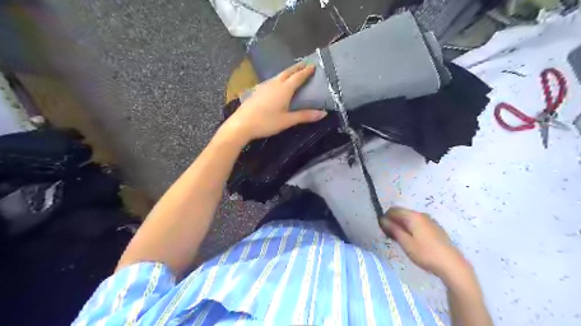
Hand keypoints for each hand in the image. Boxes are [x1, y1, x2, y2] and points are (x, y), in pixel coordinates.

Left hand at [220, 61, 325, 140]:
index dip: (306, 71)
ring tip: (293, 72)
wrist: (242, 124)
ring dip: (288, 72)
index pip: (298, 77)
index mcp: (284, 89)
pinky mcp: (257, 91)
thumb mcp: (287, 121)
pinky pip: (271, 80)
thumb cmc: (266, 122)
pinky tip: (277, 84)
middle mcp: (275, 84)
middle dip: (297, 68)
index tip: (314, 65)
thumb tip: (324, 113)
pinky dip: (279, 78)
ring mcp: (264, 86)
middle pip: (288, 72)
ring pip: (279, 75)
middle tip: (305, 64)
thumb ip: (305, 115)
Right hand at [380, 208, 468, 280]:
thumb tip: (382, 219)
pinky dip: (411, 228)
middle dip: (393, 222)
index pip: (393, 210)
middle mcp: (421, 214)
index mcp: (413, 216)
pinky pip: (418, 223)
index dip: (385, 218)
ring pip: (410, 219)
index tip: (383, 230)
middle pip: (402, 213)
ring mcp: (430, 221)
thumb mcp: (405, 243)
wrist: (452, 265)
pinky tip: (413, 241)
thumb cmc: (426, 254)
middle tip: (390, 236)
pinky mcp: (435, 228)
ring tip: (400, 240)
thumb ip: (393, 229)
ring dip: (402, 226)